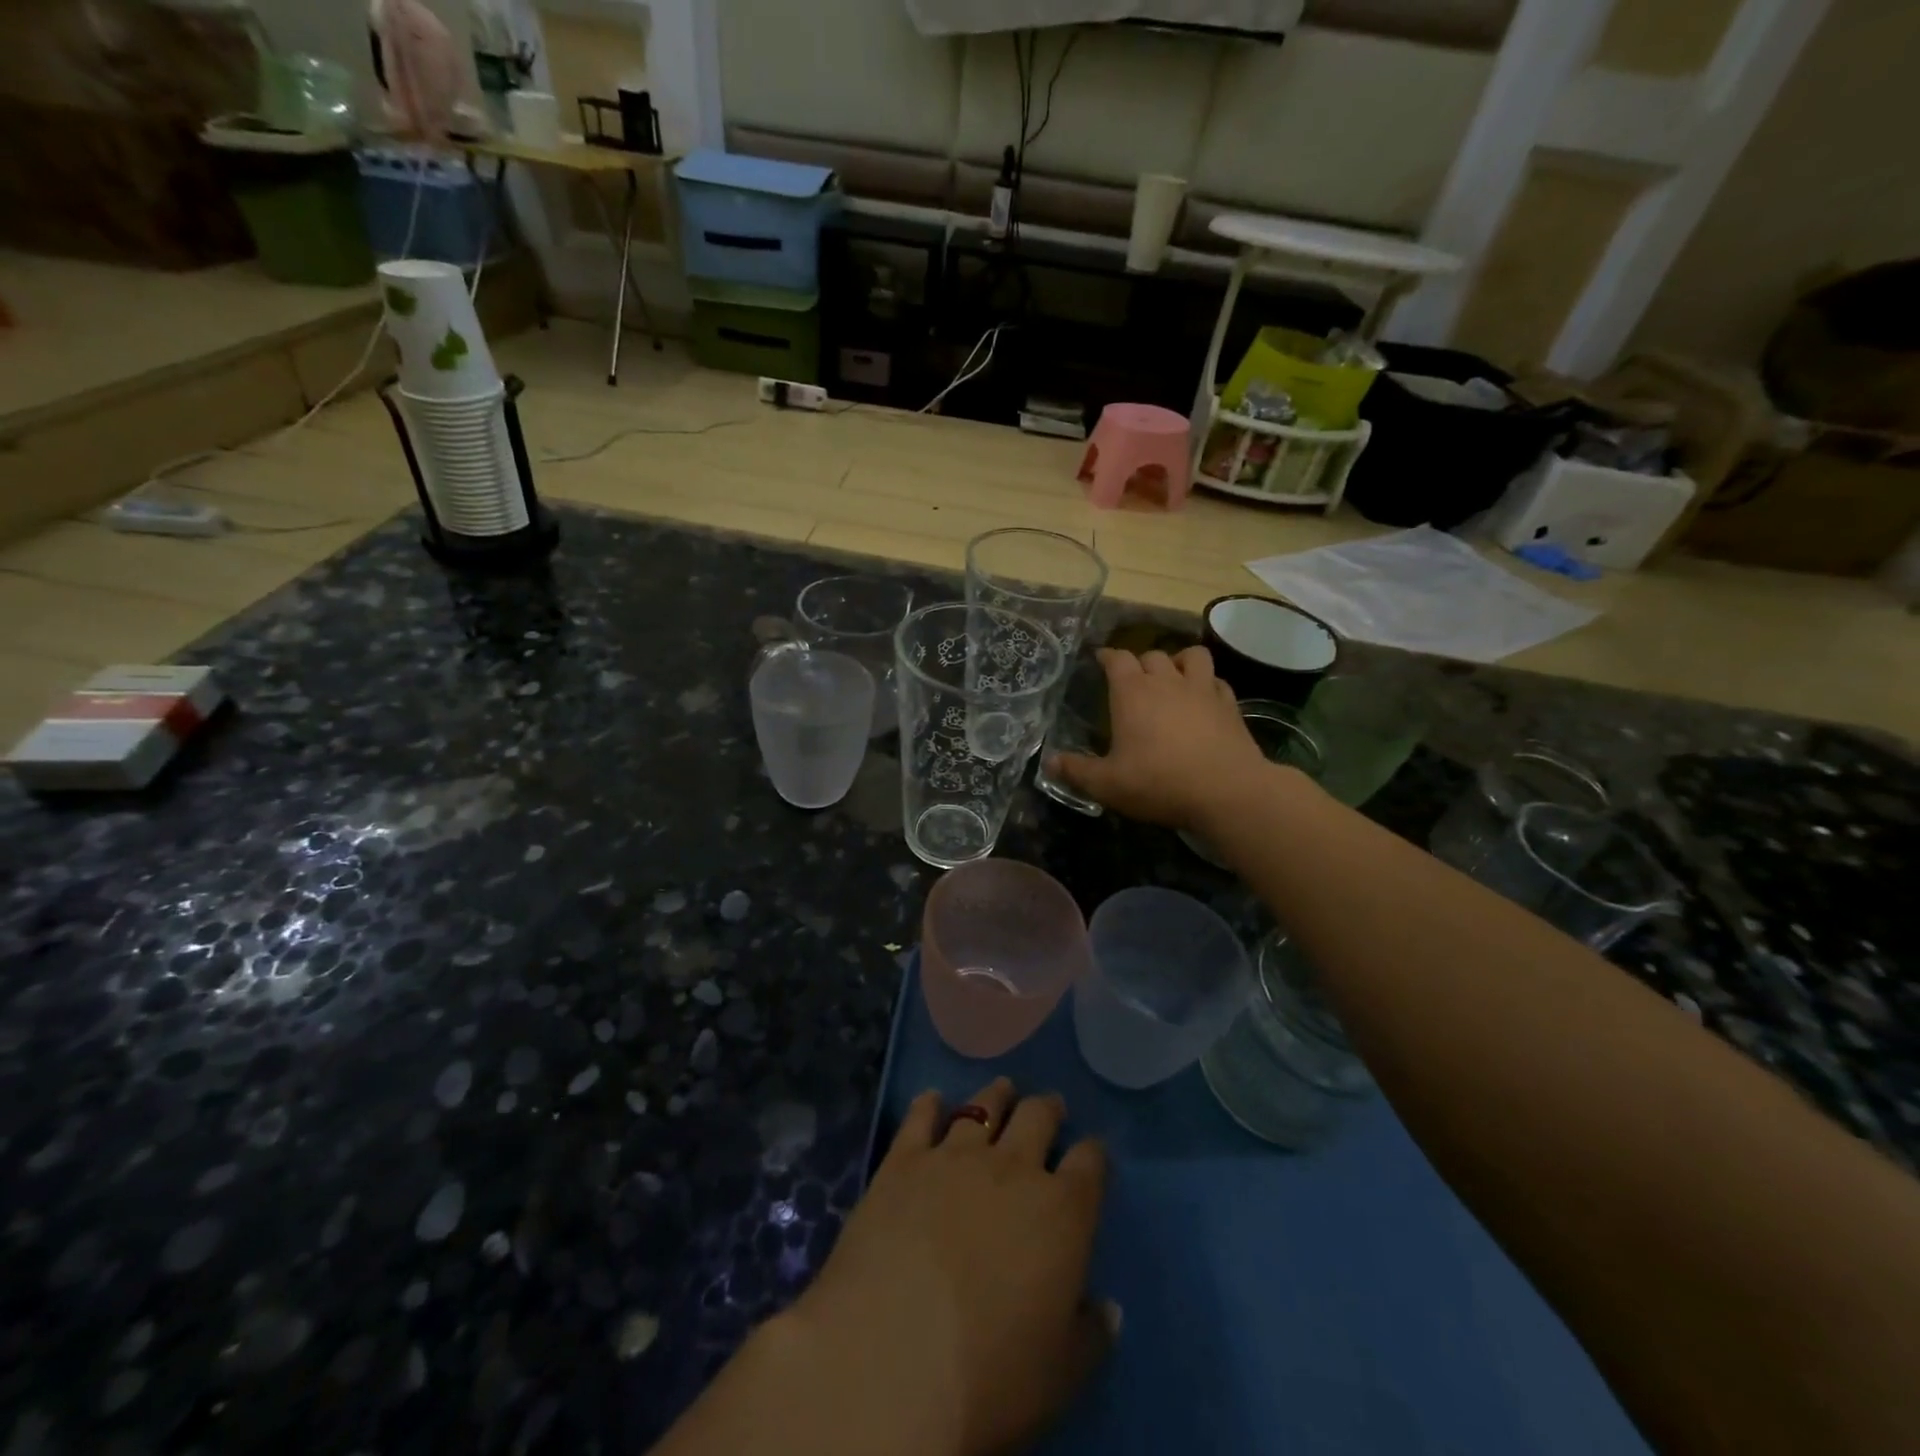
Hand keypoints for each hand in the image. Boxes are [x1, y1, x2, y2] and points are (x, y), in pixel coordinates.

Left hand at [780, 1079, 1115, 1455]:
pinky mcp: (903, 1160)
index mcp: (1062, 1211)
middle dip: (1048, 1109)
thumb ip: (1090, 1335)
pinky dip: (929, 1104)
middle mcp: (1013, 1167)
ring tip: (1002, 1089)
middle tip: (1049, 1106)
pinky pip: (920, 1117)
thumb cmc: (991, 1376)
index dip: (1094, 1155)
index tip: (1092, 1154)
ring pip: (983, 1106)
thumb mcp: (1060, 1375)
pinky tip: (932, 1099)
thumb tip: (1107, 1309)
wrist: (893, 1356)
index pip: (1090, 1163)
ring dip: (996, 1095)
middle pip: (1038, 1117)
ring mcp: (955, 1156)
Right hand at [1049, 647, 1270, 830]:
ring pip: (1192, 656)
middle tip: (1133, 679)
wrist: (1226, 791)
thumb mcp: (1108, 784)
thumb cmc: (1159, 782)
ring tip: (1173, 676)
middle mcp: (1167, 681)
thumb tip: (1049, 762)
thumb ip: (1077, 771)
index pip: (1117, 658)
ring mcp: (1202, 690)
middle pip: (1152, 654)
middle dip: (1140, 662)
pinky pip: (1217, 681)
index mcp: (1133, 692)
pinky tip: (1204, 699)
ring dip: (1179, 660)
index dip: (1107, 656)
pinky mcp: (1229, 705)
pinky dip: (1207, 684)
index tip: (1100, 659)